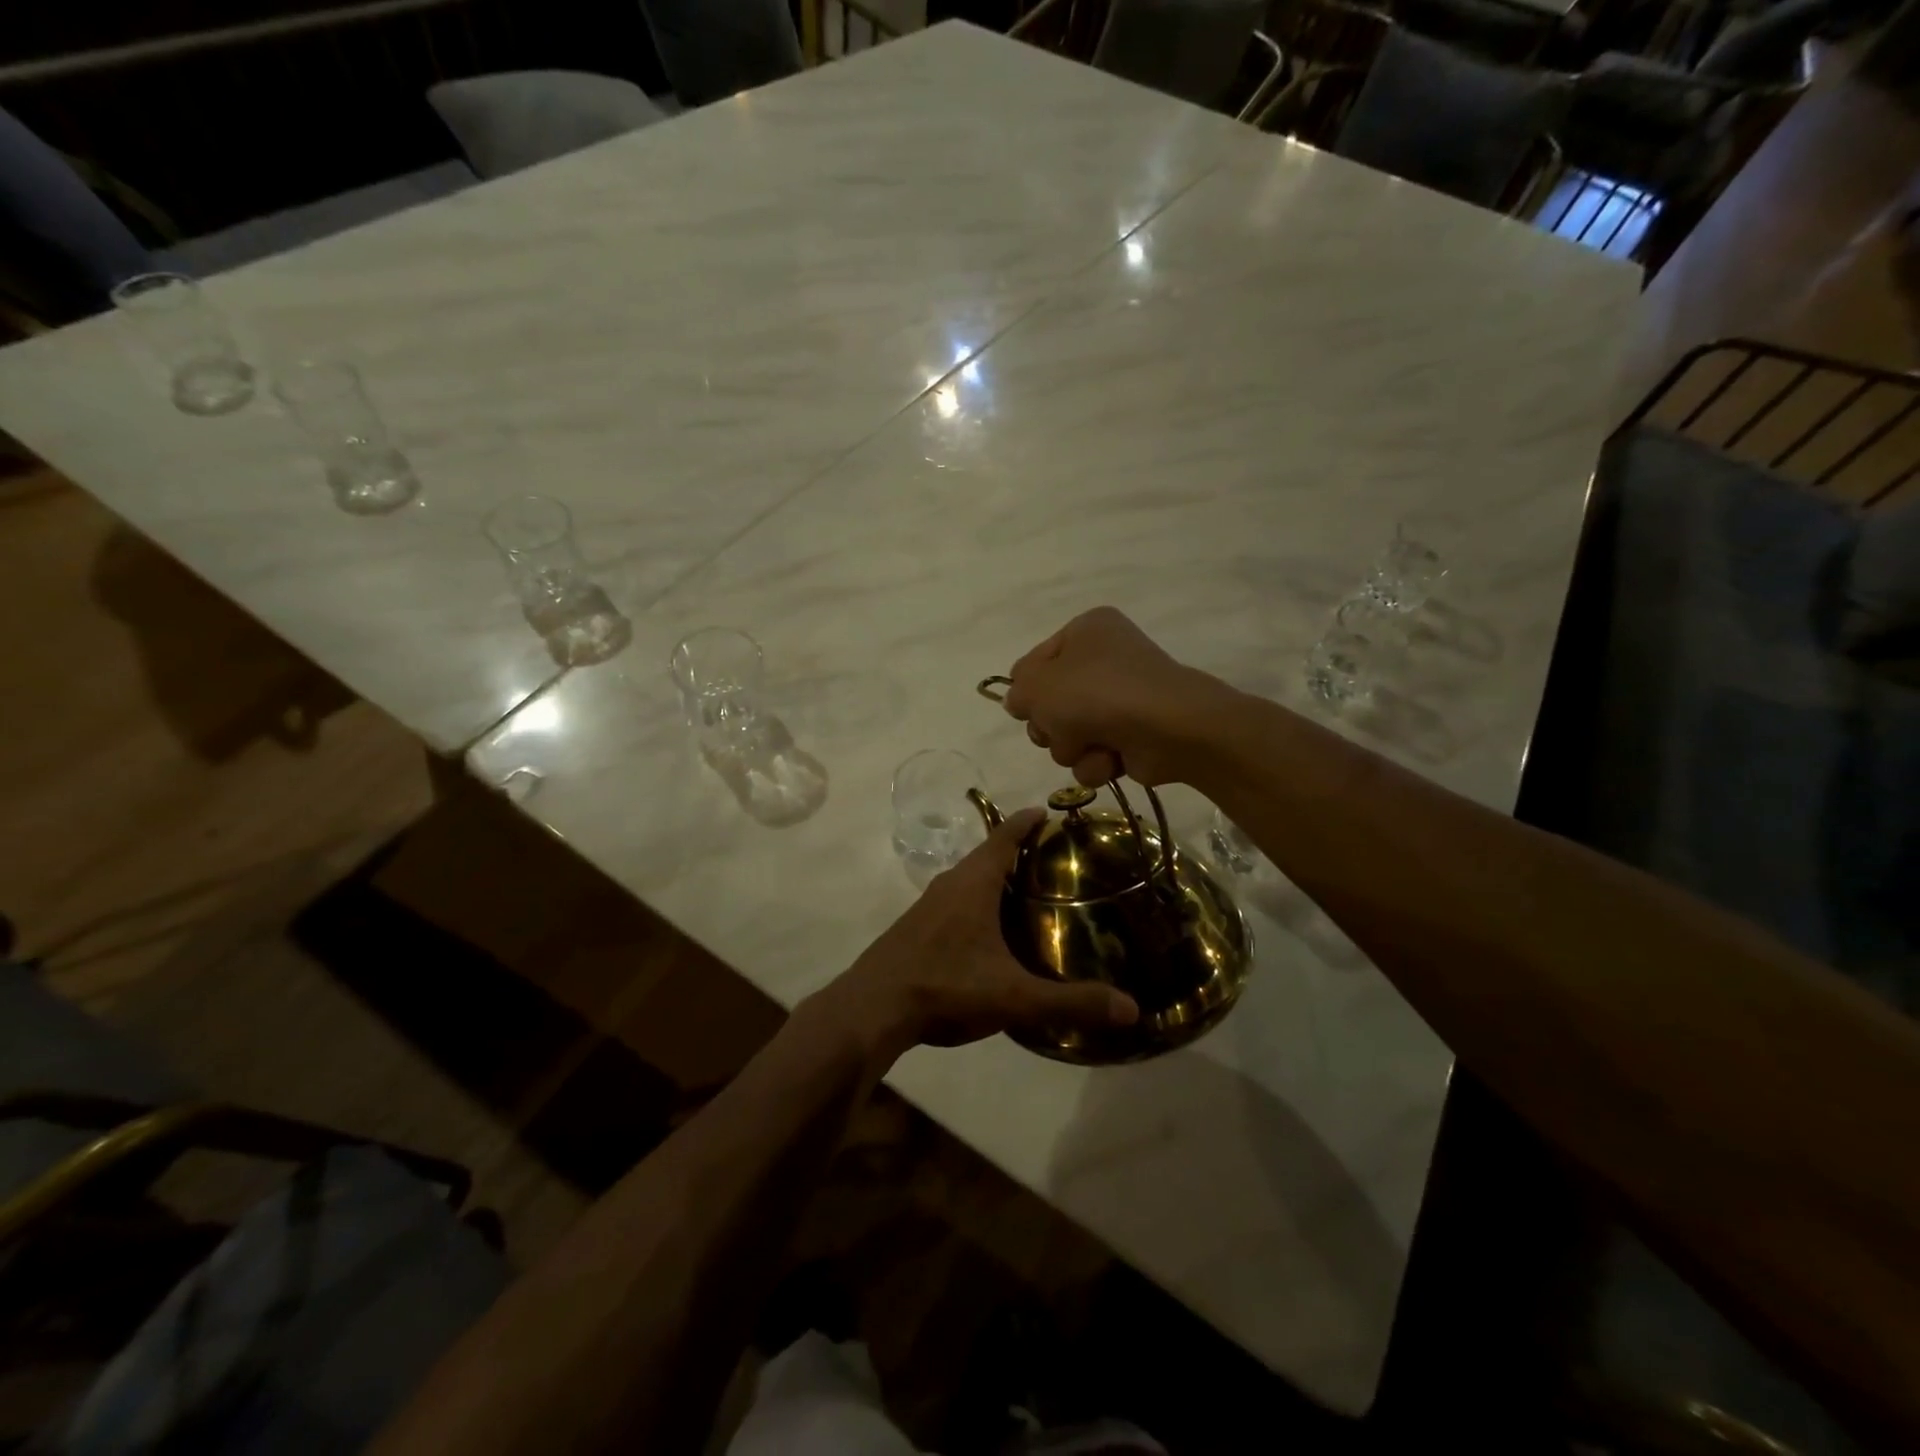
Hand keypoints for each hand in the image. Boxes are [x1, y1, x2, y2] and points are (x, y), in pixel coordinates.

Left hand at [810, 809, 1137, 1069]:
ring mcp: (926, 906)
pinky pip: (952, 901)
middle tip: (1050, 857)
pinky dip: (975, 901)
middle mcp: (949, 885)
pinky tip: (986, 930)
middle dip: (1015, 850)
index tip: (1046, 810)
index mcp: (973, 884)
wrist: (872, 1009)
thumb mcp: (1014, 997)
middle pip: (985, 855)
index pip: (1004, 837)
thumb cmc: (946, 987)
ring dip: (992, 877)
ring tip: (1022, 890)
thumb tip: (1132, 1009)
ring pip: (966, 879)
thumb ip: (1071, 1003)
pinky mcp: (914, 928)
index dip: (1026, 822)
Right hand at [1002, 606, 1228, 786]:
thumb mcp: (1037, 685)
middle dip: (1050, 725)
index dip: (1027, 689)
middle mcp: (1105, 659)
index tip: (1027, 706)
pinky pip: (1094, 755)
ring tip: (1091, 744)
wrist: (1169, 728)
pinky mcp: (1133, 736)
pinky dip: (1096, 762)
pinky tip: (1110, 759)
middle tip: (1060, 727)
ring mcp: (1121, 700)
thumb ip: (1017, 692)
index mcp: (1086, 631)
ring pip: (1068, 735)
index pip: (1033, 663)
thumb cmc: (1096, 694)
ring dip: (1072, 748)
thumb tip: (1018, 703)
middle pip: (1049, 703)